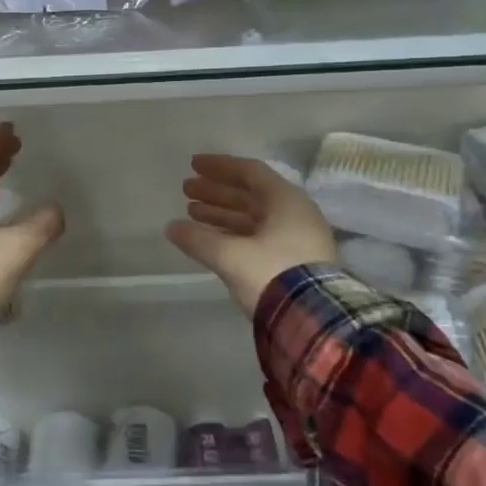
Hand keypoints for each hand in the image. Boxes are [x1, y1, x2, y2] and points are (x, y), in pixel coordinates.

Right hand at [166, 155, 335, 314]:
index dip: (219, 167)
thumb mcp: (230, 255)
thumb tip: (171, 227)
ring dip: (222, 213)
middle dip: (216, 191)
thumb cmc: (272, 274)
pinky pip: (258, 237)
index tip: (193, 165)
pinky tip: (211, 240)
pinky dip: (233, 234)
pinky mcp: (294, 262)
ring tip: (191, 213)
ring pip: (253, 218)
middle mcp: (294, 214)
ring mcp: (296, 239)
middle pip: (250, 194)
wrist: (313, 321)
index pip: (249, 172)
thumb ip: (198, 239)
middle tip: (186, 190)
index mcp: (285, 201)